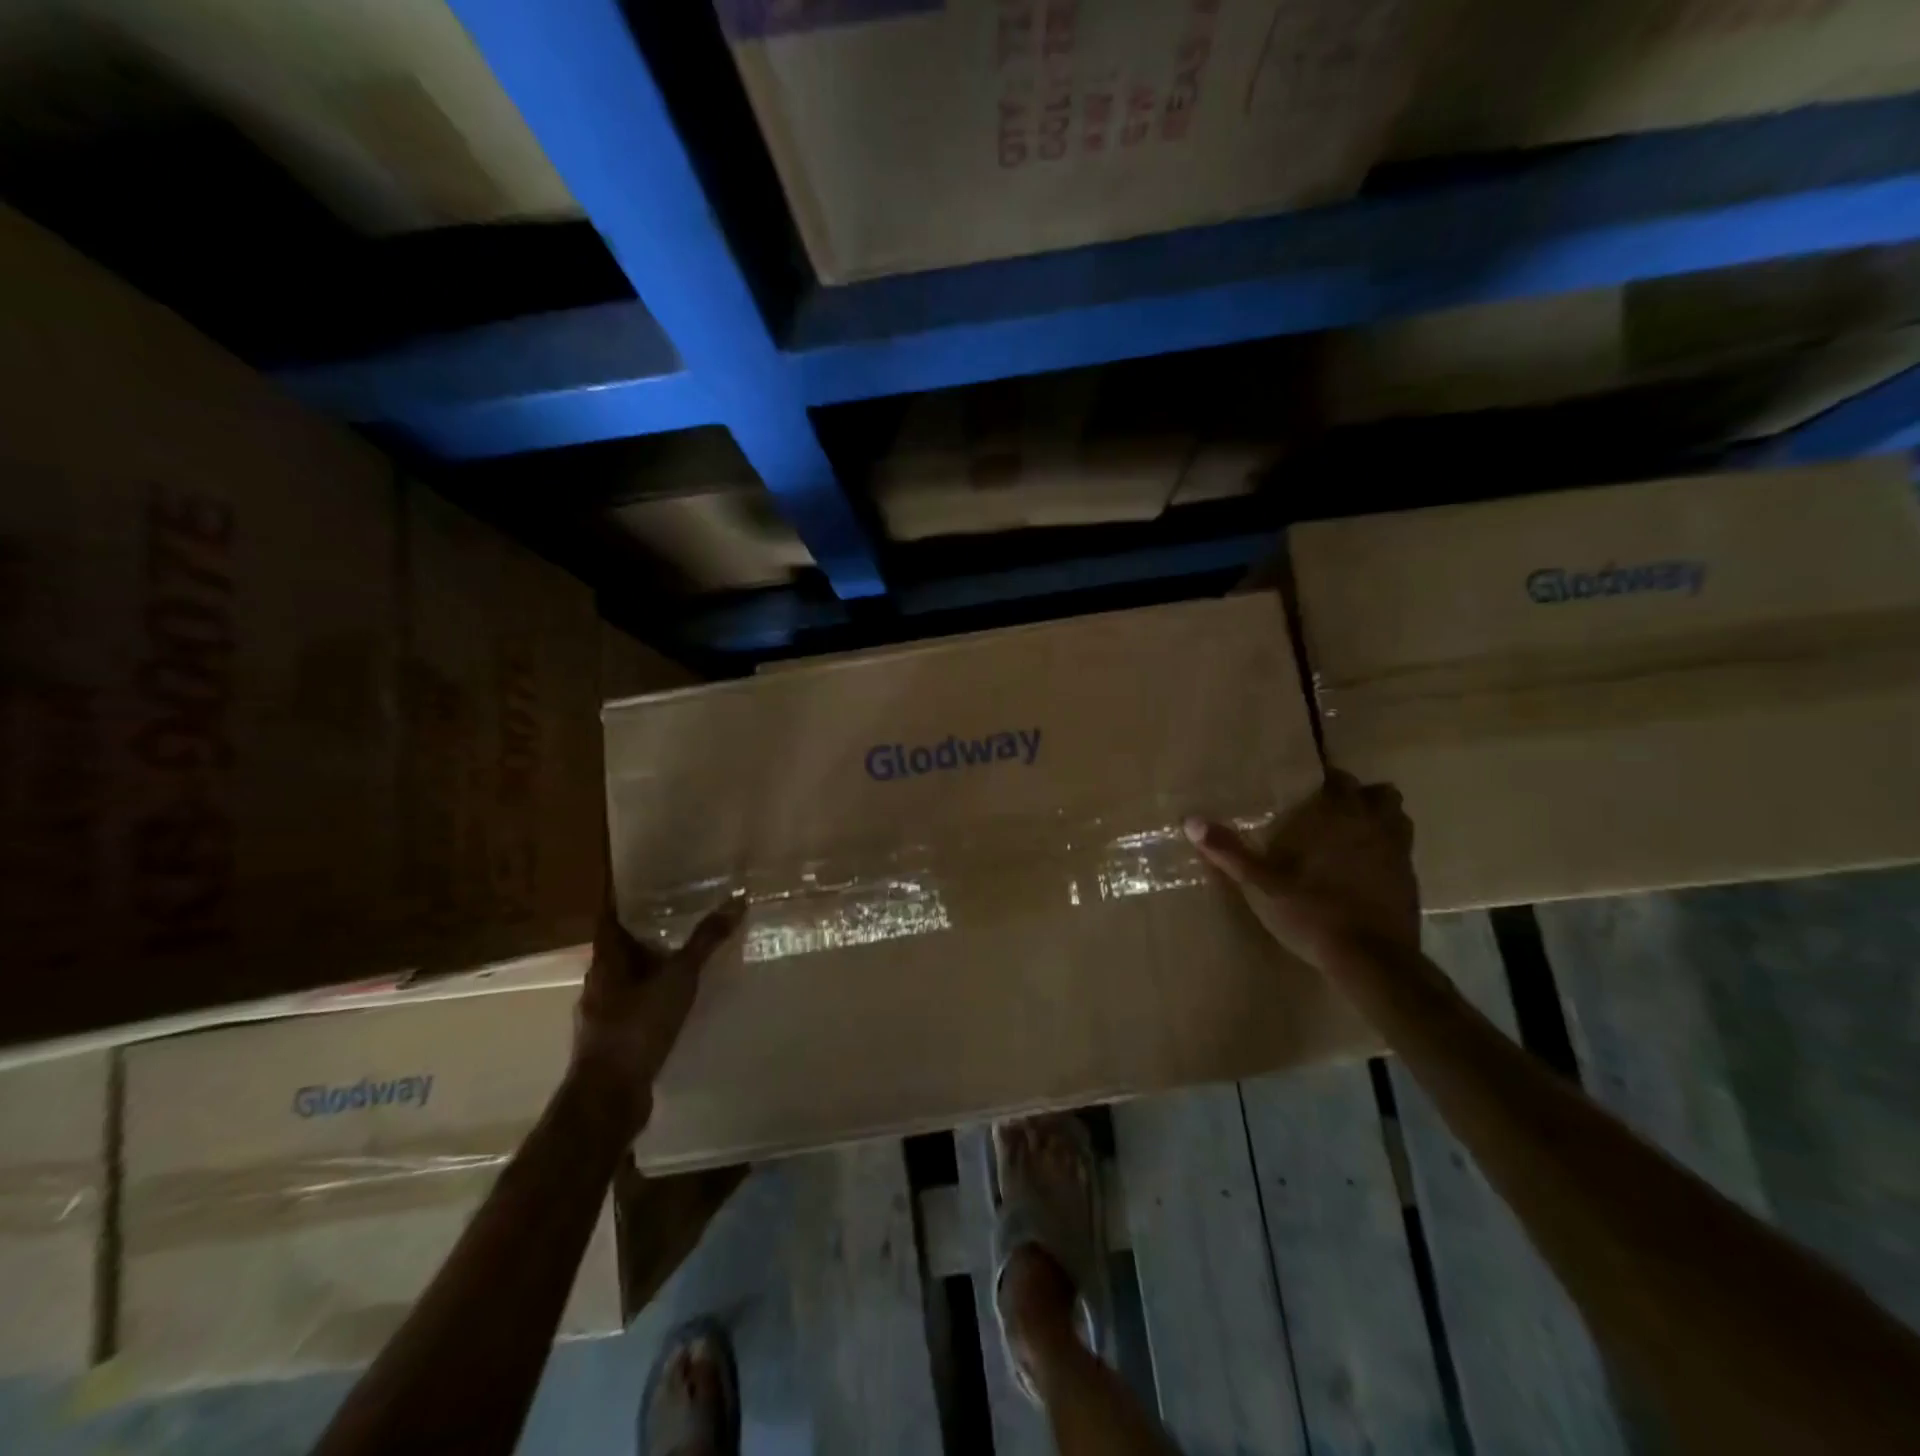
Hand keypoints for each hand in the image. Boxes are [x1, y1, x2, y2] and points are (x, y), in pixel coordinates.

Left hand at [569, 892, 745, 1132]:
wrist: (609, 1099)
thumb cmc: (636, 1028)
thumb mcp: (677, 979)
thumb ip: (705, 941)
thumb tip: (736, 900)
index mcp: (605, 962)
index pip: (610, 919)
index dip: (625, 900)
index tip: (648, 883)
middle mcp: (599, 984)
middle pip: (621, 949)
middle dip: (647, 933)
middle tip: (681, 915)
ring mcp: (604, 1016)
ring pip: (630, 980)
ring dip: (653, 967)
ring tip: (688, 956)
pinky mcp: (616, 1042)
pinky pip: (638, 1007)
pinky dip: (657, 998)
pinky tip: (682, 1001)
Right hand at [1185, 770, 1419, 967]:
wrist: (1372, 961)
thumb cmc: (1312, 913)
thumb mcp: (1261, 884)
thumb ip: (1229, 851)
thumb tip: (1190, 821)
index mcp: (1339, 817)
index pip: (1339, 780)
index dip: (1326, 781)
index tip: (1308, 790)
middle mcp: (1375, 826)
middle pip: (1380, 795)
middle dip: (1359, 797)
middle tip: (1331, 812)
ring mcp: (1400, 855)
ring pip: (1398, 821)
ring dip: (1379, 822)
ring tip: (1351, 838)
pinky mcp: (1412, 884)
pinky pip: (1402, 854)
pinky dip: (1386, 854)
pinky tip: (1363, 874)